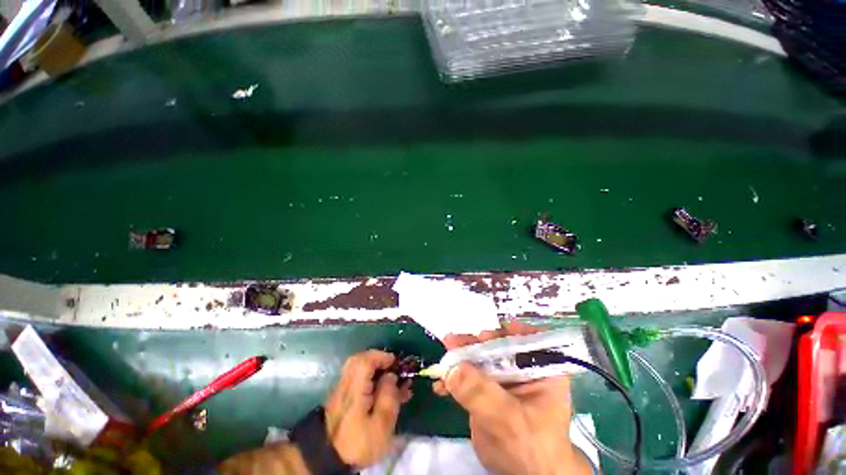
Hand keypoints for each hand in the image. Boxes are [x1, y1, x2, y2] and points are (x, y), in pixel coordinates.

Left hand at [324, 350, 411, 468]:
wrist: (328, 461)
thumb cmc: (358, 444)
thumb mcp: (381, 427)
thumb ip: (388, 398)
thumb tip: (391, 376)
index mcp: (354, 390)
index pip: (364, 361)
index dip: (380, 356)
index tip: (394, 361)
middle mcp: (345, 385)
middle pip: (358, 360)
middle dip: (376, 358)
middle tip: (391, 365)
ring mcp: (340, 391)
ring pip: (356, 369)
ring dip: (374, 368)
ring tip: (390, 379)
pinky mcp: (340, 399)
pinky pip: (355, 379)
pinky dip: (368, 378)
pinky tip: (380, 390)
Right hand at [433, 322, 592, 474]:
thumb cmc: (531, 448)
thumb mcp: (510, 420)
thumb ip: (482, 393)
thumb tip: (452, 368)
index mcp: (541, 367)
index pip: (524, 338)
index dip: (503, 333)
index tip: (482, 337)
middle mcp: (521, 366)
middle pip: (495, 345)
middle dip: (473, 344)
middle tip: (452, 342)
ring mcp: (502, 376)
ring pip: (479, 358)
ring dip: (459, 358)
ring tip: (442, 361)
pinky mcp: (487, 387)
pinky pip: (469, 376)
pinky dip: (454, 378)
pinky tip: (441, 385)